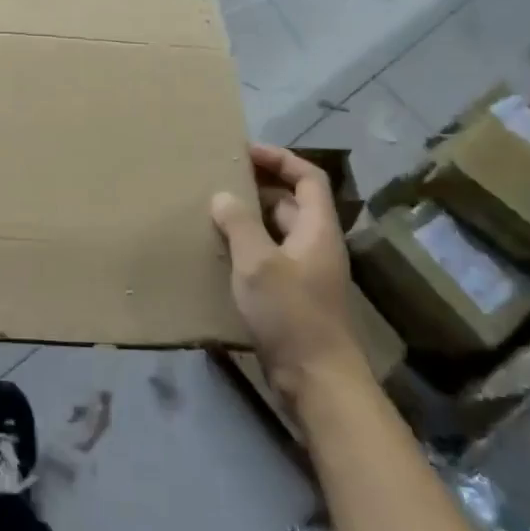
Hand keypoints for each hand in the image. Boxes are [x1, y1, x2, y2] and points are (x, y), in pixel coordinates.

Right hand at [211, 145, 364, 403]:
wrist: (316, 379)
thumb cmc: (291, 314)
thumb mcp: (258, 263)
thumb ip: (239, 225)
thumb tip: (223, 196)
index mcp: (317, 229)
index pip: (308, 178)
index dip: (280, 159)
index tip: (245, 151)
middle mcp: (315, 245)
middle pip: (291, 202)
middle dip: (259, 186)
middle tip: (219, 179)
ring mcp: (305, 272)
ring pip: (277, 231)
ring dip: (249, 217)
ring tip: (212, 210)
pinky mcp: (292, 296)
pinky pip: (268, 257)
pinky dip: (247, 246)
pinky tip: (219, 252)